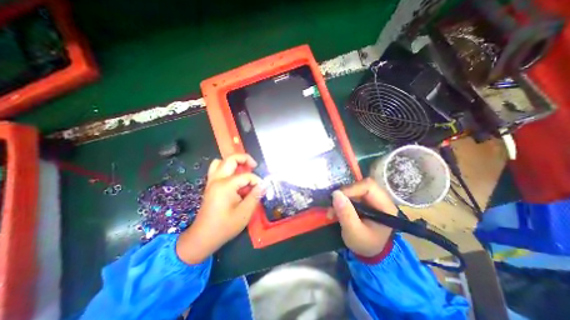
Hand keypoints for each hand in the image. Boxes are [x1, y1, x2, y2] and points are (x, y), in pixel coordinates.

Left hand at [176, 154, 263, 263]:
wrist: (203, 237)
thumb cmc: (225, 226)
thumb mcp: (245, 212)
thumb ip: (255, 196)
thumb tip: (264, 185)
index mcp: (226, 185)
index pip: (246, 176)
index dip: (256, 181)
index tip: (262, 189)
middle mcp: (217, 179)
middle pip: (230, 159)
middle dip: (244, 159)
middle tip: (254, 166)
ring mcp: (211, 182)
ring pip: (220, 162)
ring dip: (233, 162)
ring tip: (243, 169)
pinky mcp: (210, 186)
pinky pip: (216, 169)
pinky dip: (226, 168)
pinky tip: (234, 178)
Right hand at [333, 178, 397, 256]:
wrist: (370, 251)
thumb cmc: (365, 244)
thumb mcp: (354, 233)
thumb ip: (346, 214)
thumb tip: (335, 194)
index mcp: (385, 206)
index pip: (369, 186)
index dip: (351, 189)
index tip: (336, 198)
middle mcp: (381, 198)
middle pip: (361, 185)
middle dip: (344, 194)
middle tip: (333, 206)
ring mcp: (372, 198)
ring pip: (354, 188)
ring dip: (341, 198)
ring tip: (332, 211)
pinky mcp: (364, 199)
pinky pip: (351, 193)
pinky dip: (341, 200)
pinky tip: (336, 210)